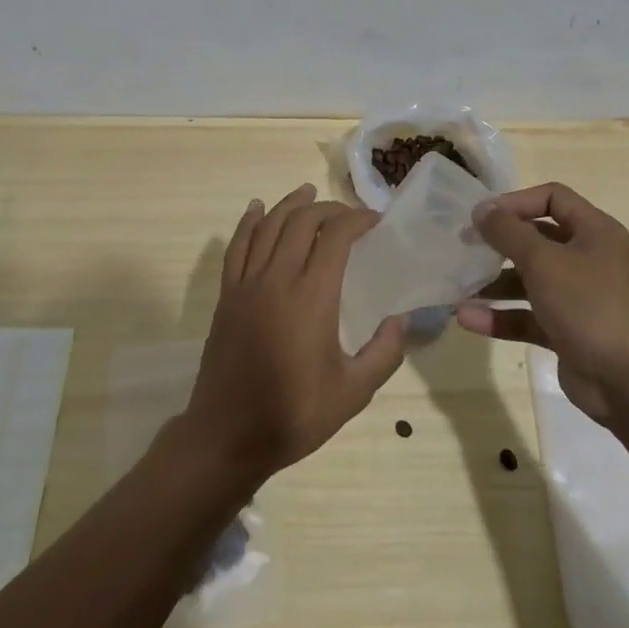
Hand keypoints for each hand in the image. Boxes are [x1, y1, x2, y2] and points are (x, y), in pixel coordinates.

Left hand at [181, 185, 406, 479]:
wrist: (228, 435)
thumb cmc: (294, 415)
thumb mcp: (353, 393)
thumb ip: (384, 353)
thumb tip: (400, 318)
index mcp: (311, 297)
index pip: (335, 237)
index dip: (357, 219)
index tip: (375, 220)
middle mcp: (277, 279)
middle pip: (302, 222)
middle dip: (328, 208)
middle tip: (349, 214)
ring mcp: (247, 284)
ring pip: (268, 226)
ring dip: (290, 204)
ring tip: (308, 192)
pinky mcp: (227, 294)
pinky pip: (237, 246)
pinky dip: (249, 222)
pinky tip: (257, 208)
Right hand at [455, 182, 628, 423]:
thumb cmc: (588, 306)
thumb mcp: (543, 261)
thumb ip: (508, 231)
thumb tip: (481, 209)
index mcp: (594, 232)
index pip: (552, 198)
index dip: (516, 201)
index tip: (483, 216)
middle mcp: (588, 259)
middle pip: (537, 238)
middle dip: (499, 243)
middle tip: (464, 246)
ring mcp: (578, 297)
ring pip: (528, 280)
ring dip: (494, 283)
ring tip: (458, 286)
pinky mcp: (566, 331)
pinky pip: (527, 315)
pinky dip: (500, 316)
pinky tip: (467, 318)